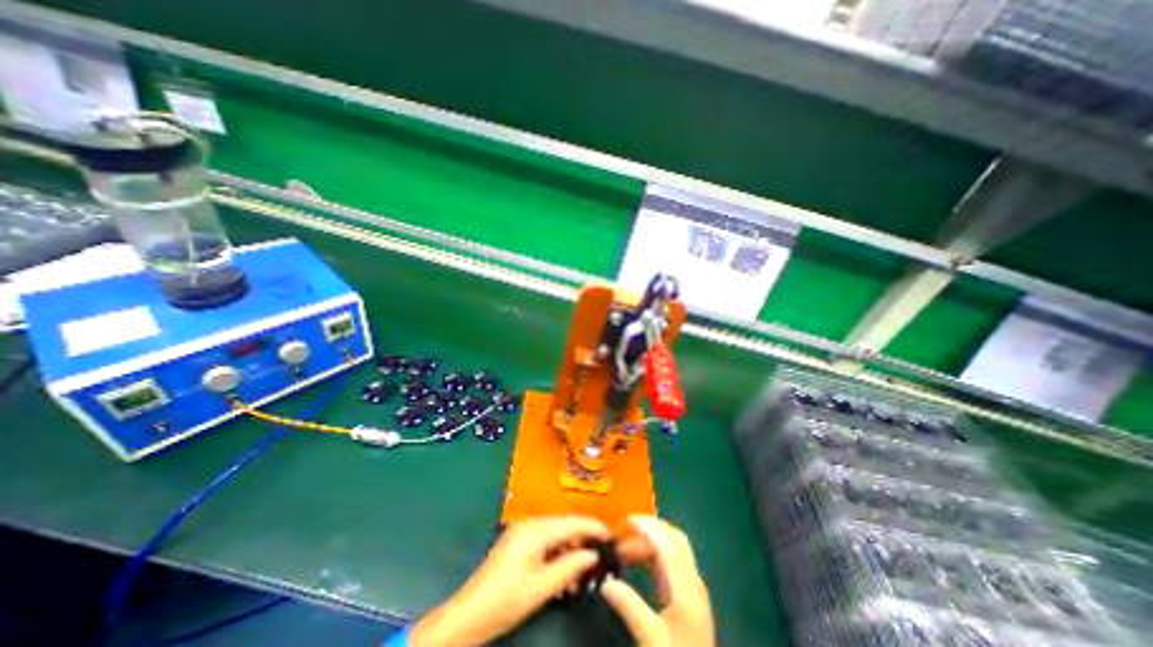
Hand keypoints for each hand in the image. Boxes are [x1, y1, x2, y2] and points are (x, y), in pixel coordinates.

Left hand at [407, 516, 607, 646]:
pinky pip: (545, 543)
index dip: (593, 527)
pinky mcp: (518, 542)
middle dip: (581, 543)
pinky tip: (562, 576)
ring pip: (556, 536)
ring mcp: (523, 532)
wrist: (467, 616)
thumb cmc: (505, 601)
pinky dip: (556, 556)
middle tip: (596, 564)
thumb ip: (570, 566)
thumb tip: (593, 555)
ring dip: (569, 553)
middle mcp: (530, 524)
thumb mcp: (542, 587)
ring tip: (578, 579)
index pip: (571, 522)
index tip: (612, 536)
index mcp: (536, 530)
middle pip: (564, 527)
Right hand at [604, 515, 711, 646]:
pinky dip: (654, 554)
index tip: (627, 520)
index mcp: (687, 589)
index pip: (669, 544)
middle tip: (626, 528)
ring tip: (626, 546)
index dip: (649, 527)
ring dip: (651, 540)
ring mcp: (692, 588)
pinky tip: (637, 560)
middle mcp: (693, 582)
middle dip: (651, 528)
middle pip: (675, 540)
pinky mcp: (688, 596)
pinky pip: (671, 562)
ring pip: (674, 549)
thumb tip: (605, 583)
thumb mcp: (651, 640)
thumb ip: (629, 608)